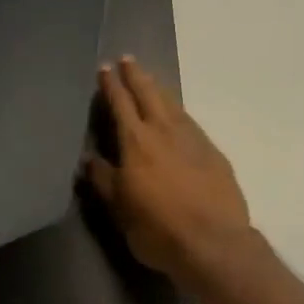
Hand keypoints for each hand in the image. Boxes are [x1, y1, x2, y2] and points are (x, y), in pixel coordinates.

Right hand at [86, 57, 252, 287]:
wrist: (215, 243)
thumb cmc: (158, 229)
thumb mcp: (120, 209)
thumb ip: (104, 180)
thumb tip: (89, 158)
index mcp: (136, 142)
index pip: (120, 104)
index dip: (111, 85)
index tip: (105, 68)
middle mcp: (164, 132)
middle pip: (149, 95)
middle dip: (136, 76)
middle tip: (128, 60)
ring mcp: (193, 139)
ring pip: (172, 104)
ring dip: (159, 89)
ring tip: (151, 79)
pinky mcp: (213, 153)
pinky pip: (190, 121)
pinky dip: (178, 111)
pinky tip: (178, 114)